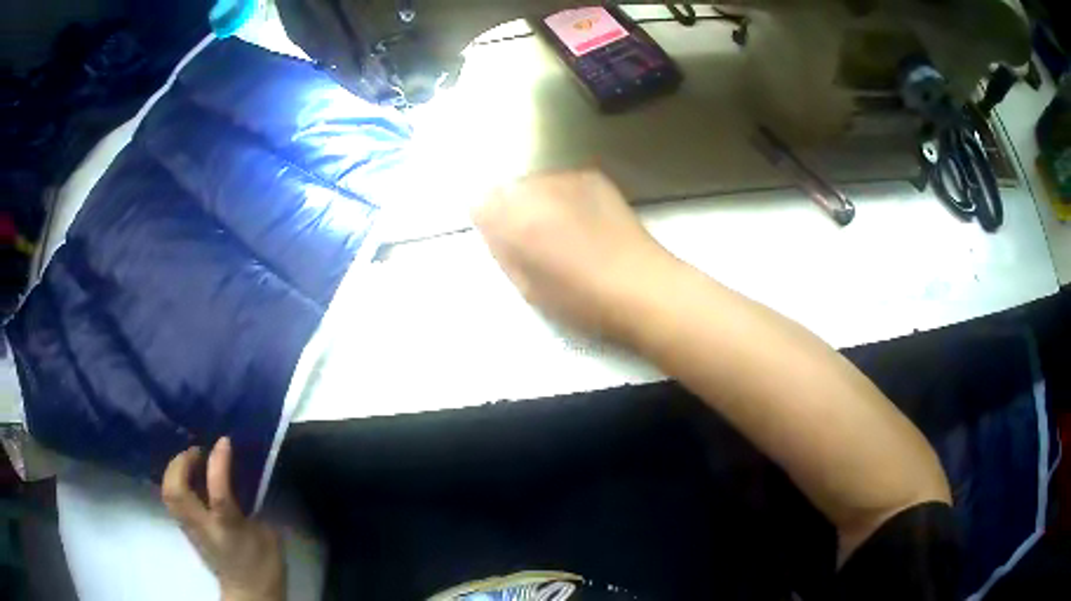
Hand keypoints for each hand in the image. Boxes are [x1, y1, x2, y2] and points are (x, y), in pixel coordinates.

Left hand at [163, 438, 285, 600]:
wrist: (249, 594)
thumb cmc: (264, 567)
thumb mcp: (268, 535)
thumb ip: (250, 506)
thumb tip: (240, 483)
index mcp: (228, 529)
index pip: (218, 491)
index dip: (219, 462)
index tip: (224, 441)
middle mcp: (202, 526)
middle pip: (175, 490)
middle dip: (181, 462)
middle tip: (196, 450)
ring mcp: (190, 529)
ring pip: (167, 493)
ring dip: (174, 469)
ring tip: (189, 460)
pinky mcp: (186, 530)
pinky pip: (172, 499)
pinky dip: (175, 481)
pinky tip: (187, 477)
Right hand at [473, 169, 676, 342]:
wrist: (639, 285)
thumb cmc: (579, 298)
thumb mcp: (525, 285)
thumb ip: (502, 250)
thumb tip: (495, 229)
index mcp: (513, 218)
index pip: (480, 205)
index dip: (492, 226)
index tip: (509, 246)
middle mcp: (535, 187)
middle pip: (507, 190)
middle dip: (515, 210)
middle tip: (538, 240)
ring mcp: (566, 177)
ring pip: (536, 184)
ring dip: (541, 201)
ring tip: (567, 230)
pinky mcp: (592, 176)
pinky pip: (563, 182)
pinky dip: (565, 197)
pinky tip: (587, 221)